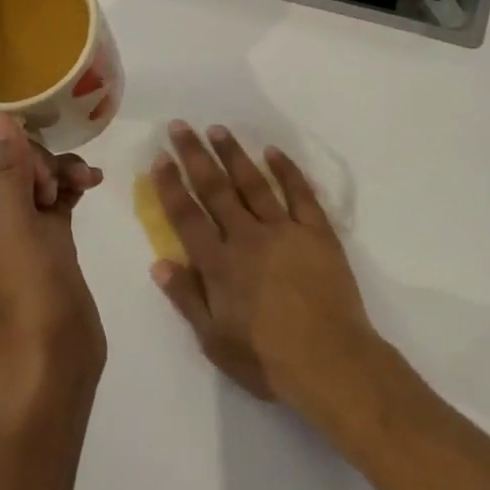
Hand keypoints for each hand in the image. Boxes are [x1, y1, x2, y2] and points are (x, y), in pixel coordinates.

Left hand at [0, 114, 106, 399]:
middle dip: (40, 158)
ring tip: (85, 183)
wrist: (53, 359)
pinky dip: (72, 186)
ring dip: (61, 169)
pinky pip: (57, 196)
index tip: (43, 151)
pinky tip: (92, 185)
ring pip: (38, 175)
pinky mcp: (48, 240)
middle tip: (53, 186)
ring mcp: (19, 228)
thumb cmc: (26, 292)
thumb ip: (5, 170)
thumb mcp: (12, 226)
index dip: (13, 139)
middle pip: (12, 157)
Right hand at [149, 121, 377, 410]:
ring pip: (253, 183)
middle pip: (215, 189)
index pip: (187, 216)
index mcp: (219, 264)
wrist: (331, 362)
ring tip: (218, 129)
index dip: (171, 186)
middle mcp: (247, 238)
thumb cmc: (267, 359)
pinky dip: (286, 170)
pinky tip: (273, 151)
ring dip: (234, 154)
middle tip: (180, 127)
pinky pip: (299, 194)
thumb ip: (186, 298)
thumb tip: (159, 262)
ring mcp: (284, 231)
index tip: (160, 158)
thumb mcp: (214, 340)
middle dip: (195, 156)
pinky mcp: (317, 233)